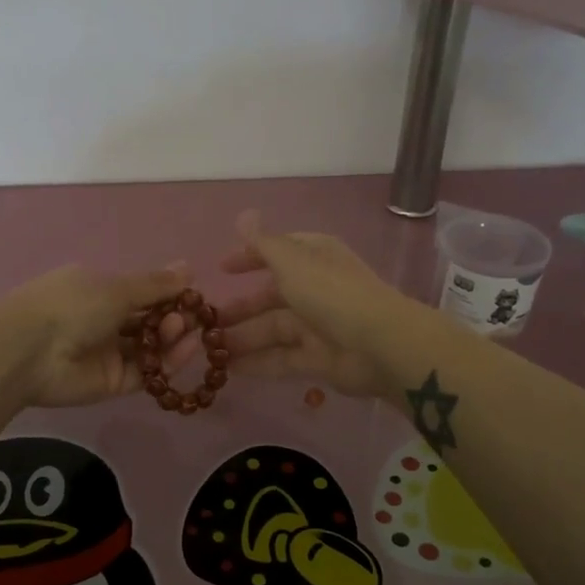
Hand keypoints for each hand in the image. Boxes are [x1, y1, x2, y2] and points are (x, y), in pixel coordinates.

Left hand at [5, 263, 195, 407]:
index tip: (194, 296)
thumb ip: (156, 284)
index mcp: (98, 290)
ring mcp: (108, 353)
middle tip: (190, 316)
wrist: (31, 351)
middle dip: (172, 317)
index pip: (141, 292)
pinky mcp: (113, 383)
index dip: (169, 294)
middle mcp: (103, 320)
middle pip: (148, 321)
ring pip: (150, 347)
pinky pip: (146, 372)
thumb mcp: (117, 287)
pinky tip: (186, 350)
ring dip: (172, 338)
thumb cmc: (72, 305)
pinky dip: (167, 362)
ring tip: (186, 331)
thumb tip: (189, 267)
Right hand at [170, 211, 410, 398]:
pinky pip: (281, 358)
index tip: (220, 269)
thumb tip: (243, 214)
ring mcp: (318, 325)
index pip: (277, 252)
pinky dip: (257, 362)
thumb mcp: (292, 261)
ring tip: (209, 350)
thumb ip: (263, 243)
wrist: (380, 345)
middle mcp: (316, 289)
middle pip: (271, 297)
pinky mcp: (318, 358)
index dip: (249, 258)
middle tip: (205, 322)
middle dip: (239, 308)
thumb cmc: (332, 294)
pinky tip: (229, 370)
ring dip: (242, 338)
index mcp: (314, 258)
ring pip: (272, 330)